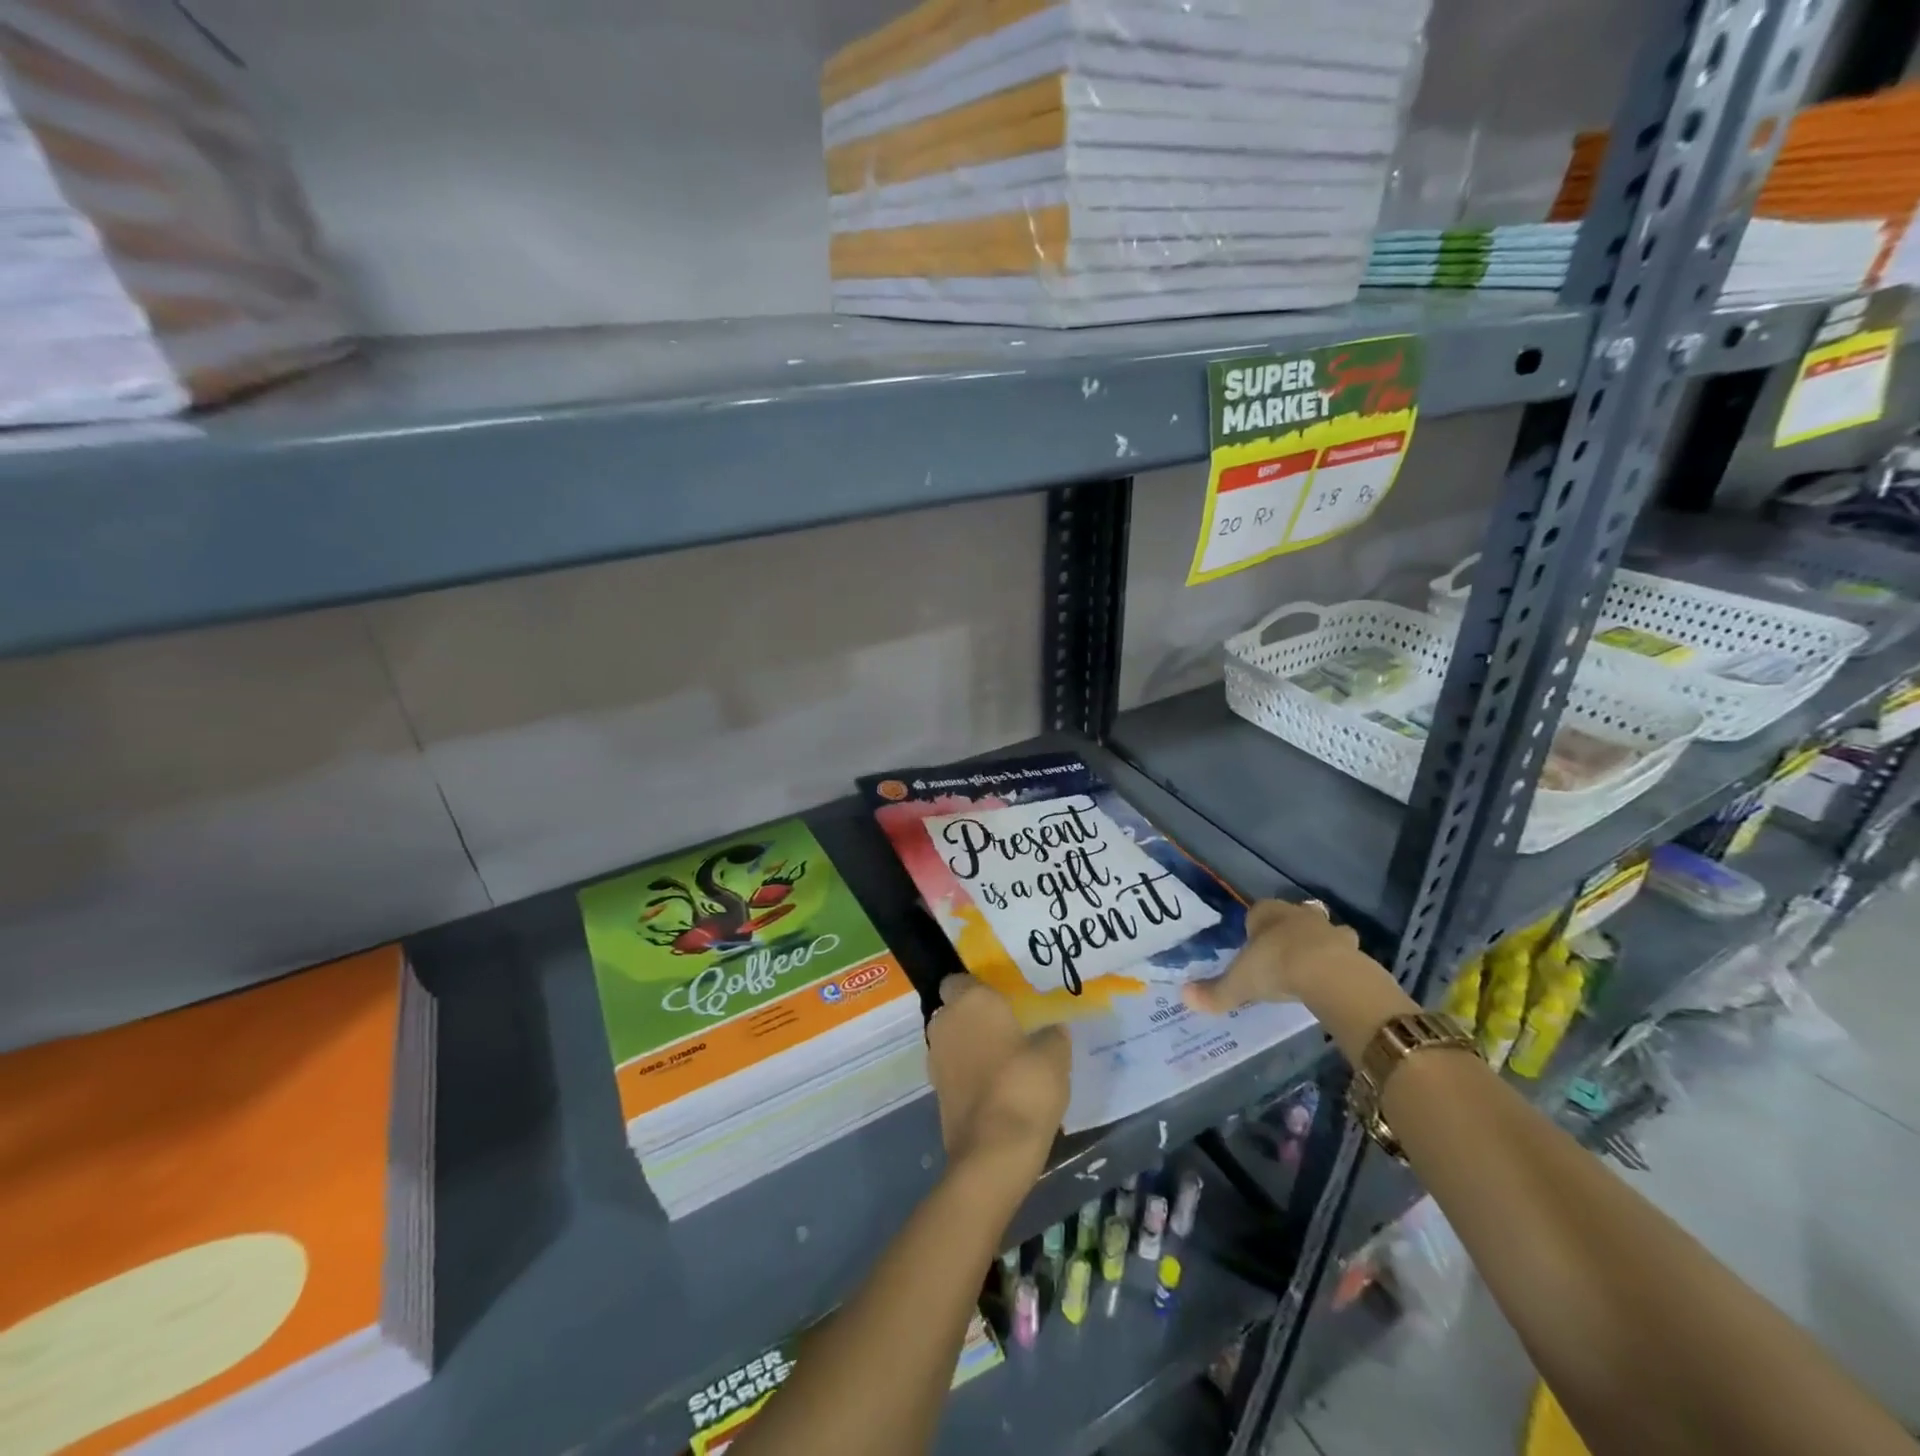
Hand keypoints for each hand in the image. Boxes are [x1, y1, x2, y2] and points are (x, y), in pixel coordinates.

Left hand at [926, 975, 1070, 1176]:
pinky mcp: (935, 1091)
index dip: (978, 987)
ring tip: (1003, 1058)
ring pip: (951, 1039)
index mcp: (971, 1000)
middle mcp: (945, 1022)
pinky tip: (995, 1085)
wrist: (994, 1151)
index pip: (960, 979)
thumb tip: (1052, 1030)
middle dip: (973, 1016)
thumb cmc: (1025, 1086)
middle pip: (954, 1009)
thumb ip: (1052, 1035)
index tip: (1002, 999)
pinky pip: (953, 1069)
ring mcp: (936, 1058)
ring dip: (969, 1045)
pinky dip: (967, 1072)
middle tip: (1006, 1027)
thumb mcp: (1055, 1055)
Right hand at [1183, 900, 1415, 1062]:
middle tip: (1282, 956)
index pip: (1258, 912)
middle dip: (1288, 931)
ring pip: (1323, 930)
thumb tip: (1184, 997)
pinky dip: (1340, 964)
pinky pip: (1345, 953)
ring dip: (1319, 944)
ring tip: (1312, 968)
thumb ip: (1214, 992)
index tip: (1253, 947)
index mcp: (1267, 913)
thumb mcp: (1239, 983)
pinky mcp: (1354, 950)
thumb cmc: (1275, 967)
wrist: (1329, 974)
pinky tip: (1334, 982)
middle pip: (1292, 916)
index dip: (1255, 928)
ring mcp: (1330, 929)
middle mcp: (1298, 914)